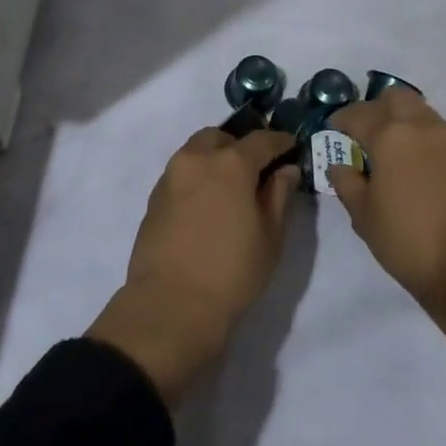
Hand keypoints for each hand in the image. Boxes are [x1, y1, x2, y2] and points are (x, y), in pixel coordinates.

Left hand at [87, 127, 297, 405]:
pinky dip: (197, 176)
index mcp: (231, 163)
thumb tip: (286, 170)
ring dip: (216, 158)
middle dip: (241, 146)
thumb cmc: (231, 273)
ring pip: (197, 151)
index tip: (292, 146)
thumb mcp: (270, 237)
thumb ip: (279, 195)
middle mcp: (197, 159)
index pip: (262, 140)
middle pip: (222, 138)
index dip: (280, 141)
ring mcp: (171, 176)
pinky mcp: (154, 197)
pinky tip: (207, 203)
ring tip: (230, 187)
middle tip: (256, 169)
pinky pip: (182, 172)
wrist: (170, 307)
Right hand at [326, 89, 445, 310]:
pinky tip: (417, 164)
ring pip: (421, 111)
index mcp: (390, 136)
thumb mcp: (364, 216)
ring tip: (391, 148)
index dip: (341, 119)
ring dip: (402, 120)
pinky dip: (423, 137)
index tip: (333, 128)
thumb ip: (347, 183)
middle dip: (376, 108)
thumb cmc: (408, 241)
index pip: (359, 114)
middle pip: (395, 97)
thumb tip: (339, 165)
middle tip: (364, 132)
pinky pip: (439, 132)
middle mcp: (422, 126)